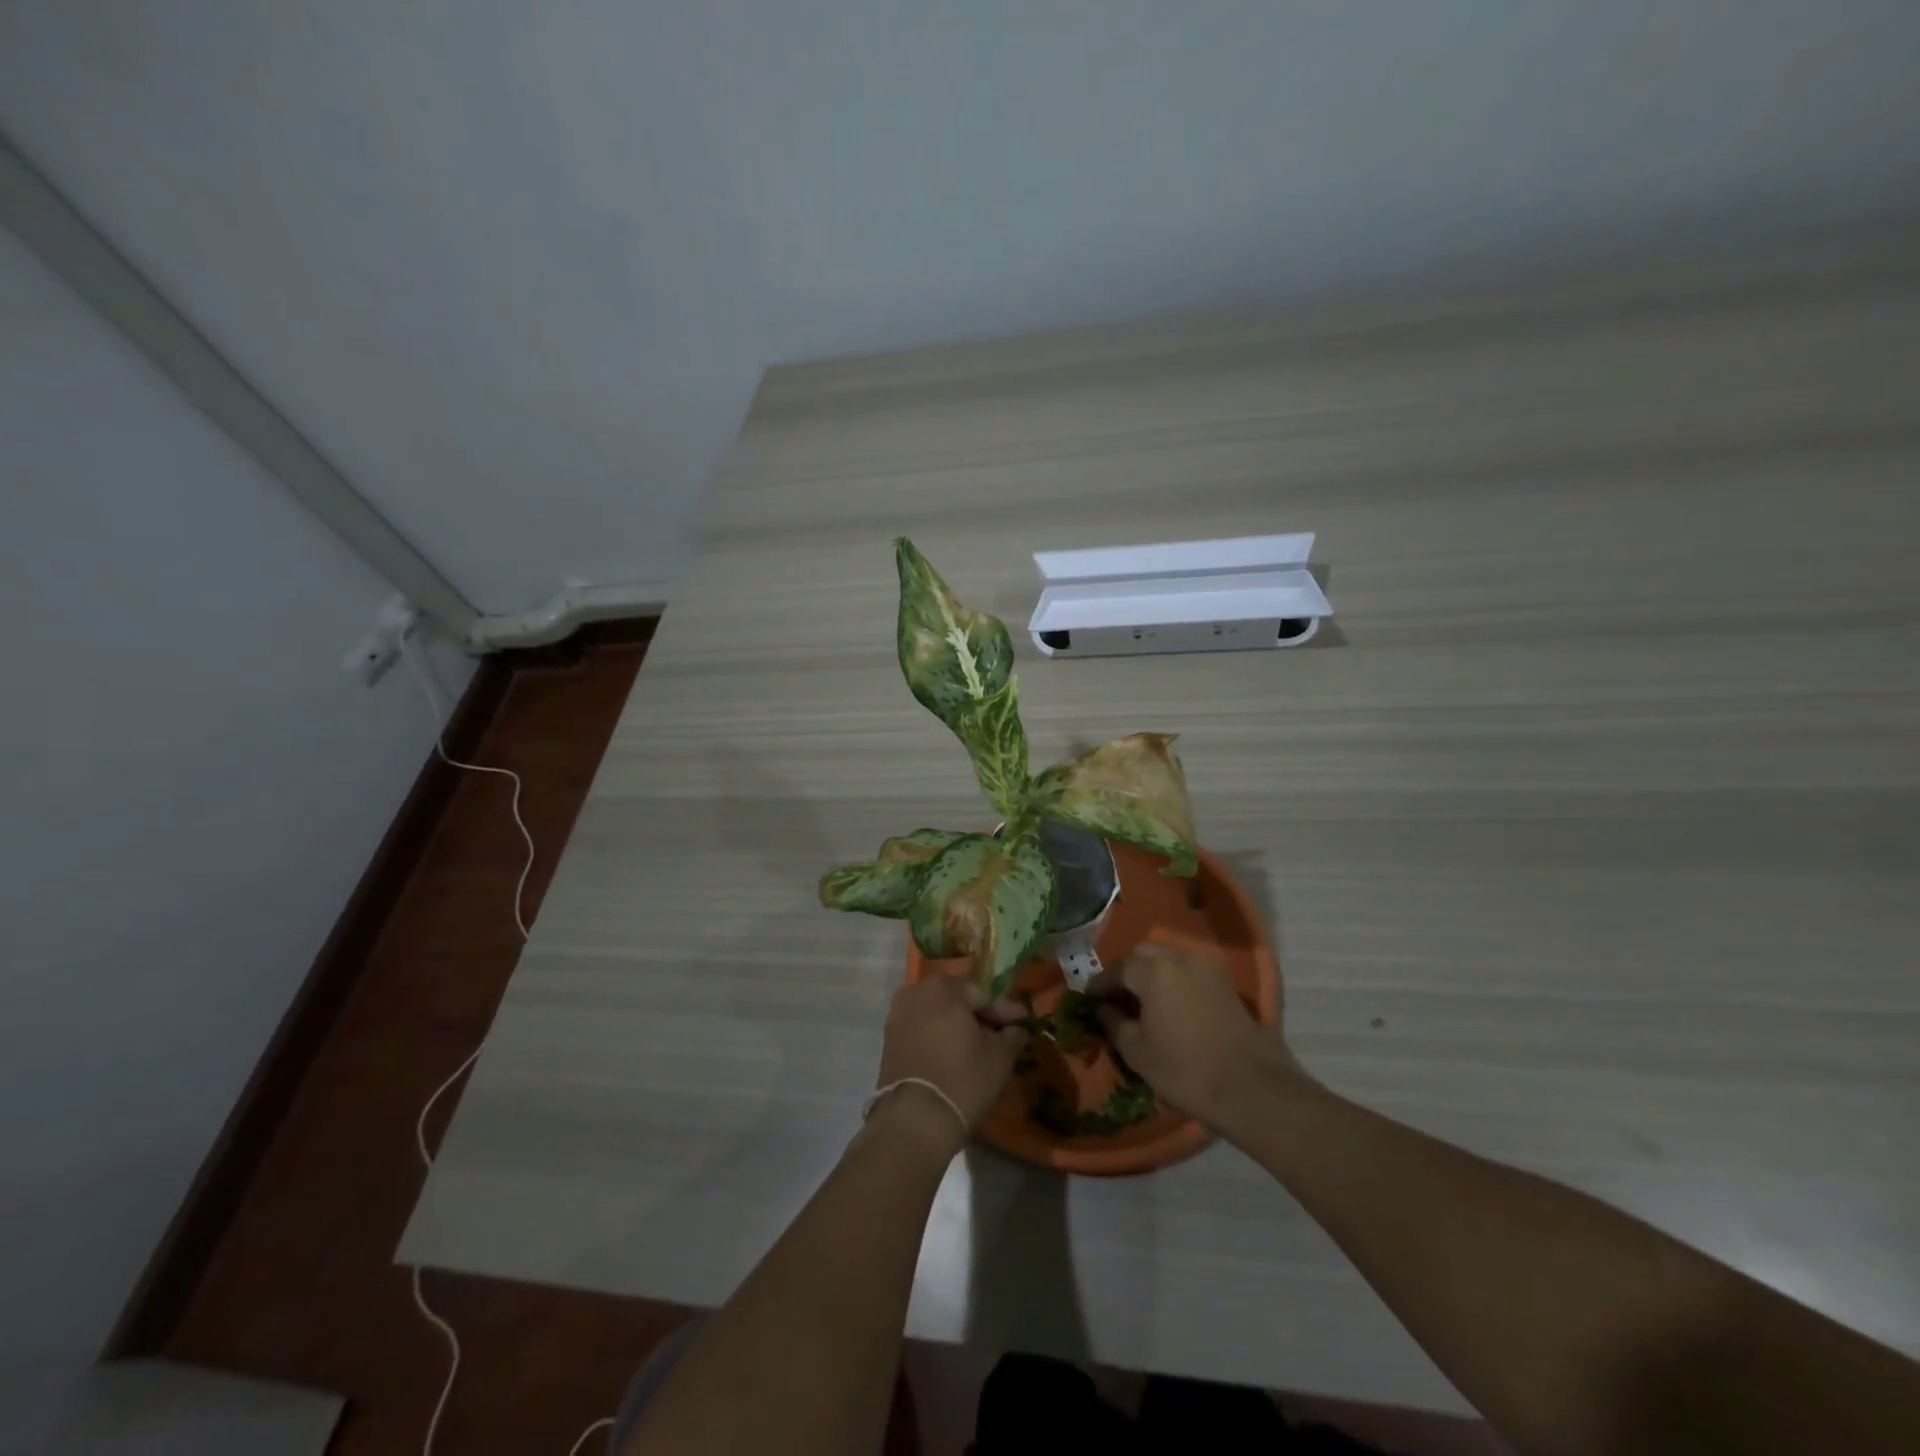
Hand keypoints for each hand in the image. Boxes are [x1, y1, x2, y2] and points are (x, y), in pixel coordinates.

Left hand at [872, 977, 1028, 1152]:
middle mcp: (917, 992)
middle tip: (1000, 1034)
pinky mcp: (889, 1038)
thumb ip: (1012, 1035)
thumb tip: (1017, 1029)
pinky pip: (921, 1028)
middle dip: (979, 1016)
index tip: (1023, 1024)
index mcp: (945, 988)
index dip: (1006, 1012)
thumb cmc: (963, 1080)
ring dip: (957, 1025)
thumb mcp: (1000, 1057)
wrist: (914, 1119)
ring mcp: (898, 1014)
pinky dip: (938, 1036)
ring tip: (977, 1046)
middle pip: (958, 1000)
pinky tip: (953, 1053)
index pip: (984, 996)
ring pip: (937, 1013)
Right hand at [1094, 941, 1306, 1133]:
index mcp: (1153, 970)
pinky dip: (1173, 979)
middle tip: (1115, 997)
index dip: (1100, 984)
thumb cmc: (1186, 1070)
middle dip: (1125, 971)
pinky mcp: (1225, 982)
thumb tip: (1103, 1008)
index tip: (1089, 999)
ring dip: (1150, 972)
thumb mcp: (1137, 1052)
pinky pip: (1188, 970)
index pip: (1117, 968)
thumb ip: (1114, 1023)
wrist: (1252, 1089)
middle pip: (1143, 954)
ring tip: (1141, 1000)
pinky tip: (1169, 1004)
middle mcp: (1179, 957)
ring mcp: (1206, 967)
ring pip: (1168, 958)